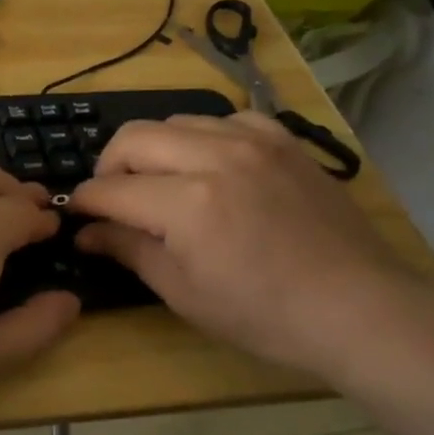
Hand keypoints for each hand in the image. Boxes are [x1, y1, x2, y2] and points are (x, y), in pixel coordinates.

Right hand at [70, 113, 426, 377]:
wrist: (358, 308)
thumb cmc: (263, 315)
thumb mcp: (183, 292)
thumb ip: (129, 250)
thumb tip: (86, 232)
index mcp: (186, 203)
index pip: (110, 189)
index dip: (83, 202)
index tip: (75, 215)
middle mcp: (215, 157)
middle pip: (133, 138)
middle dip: (108, 167)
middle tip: (112, 199)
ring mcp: (255, 142)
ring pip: (176, 121)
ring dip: (153, 149)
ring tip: (159, 182)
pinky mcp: (284, 141)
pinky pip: (226, 119)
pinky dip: (203, 138)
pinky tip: (211, 166)